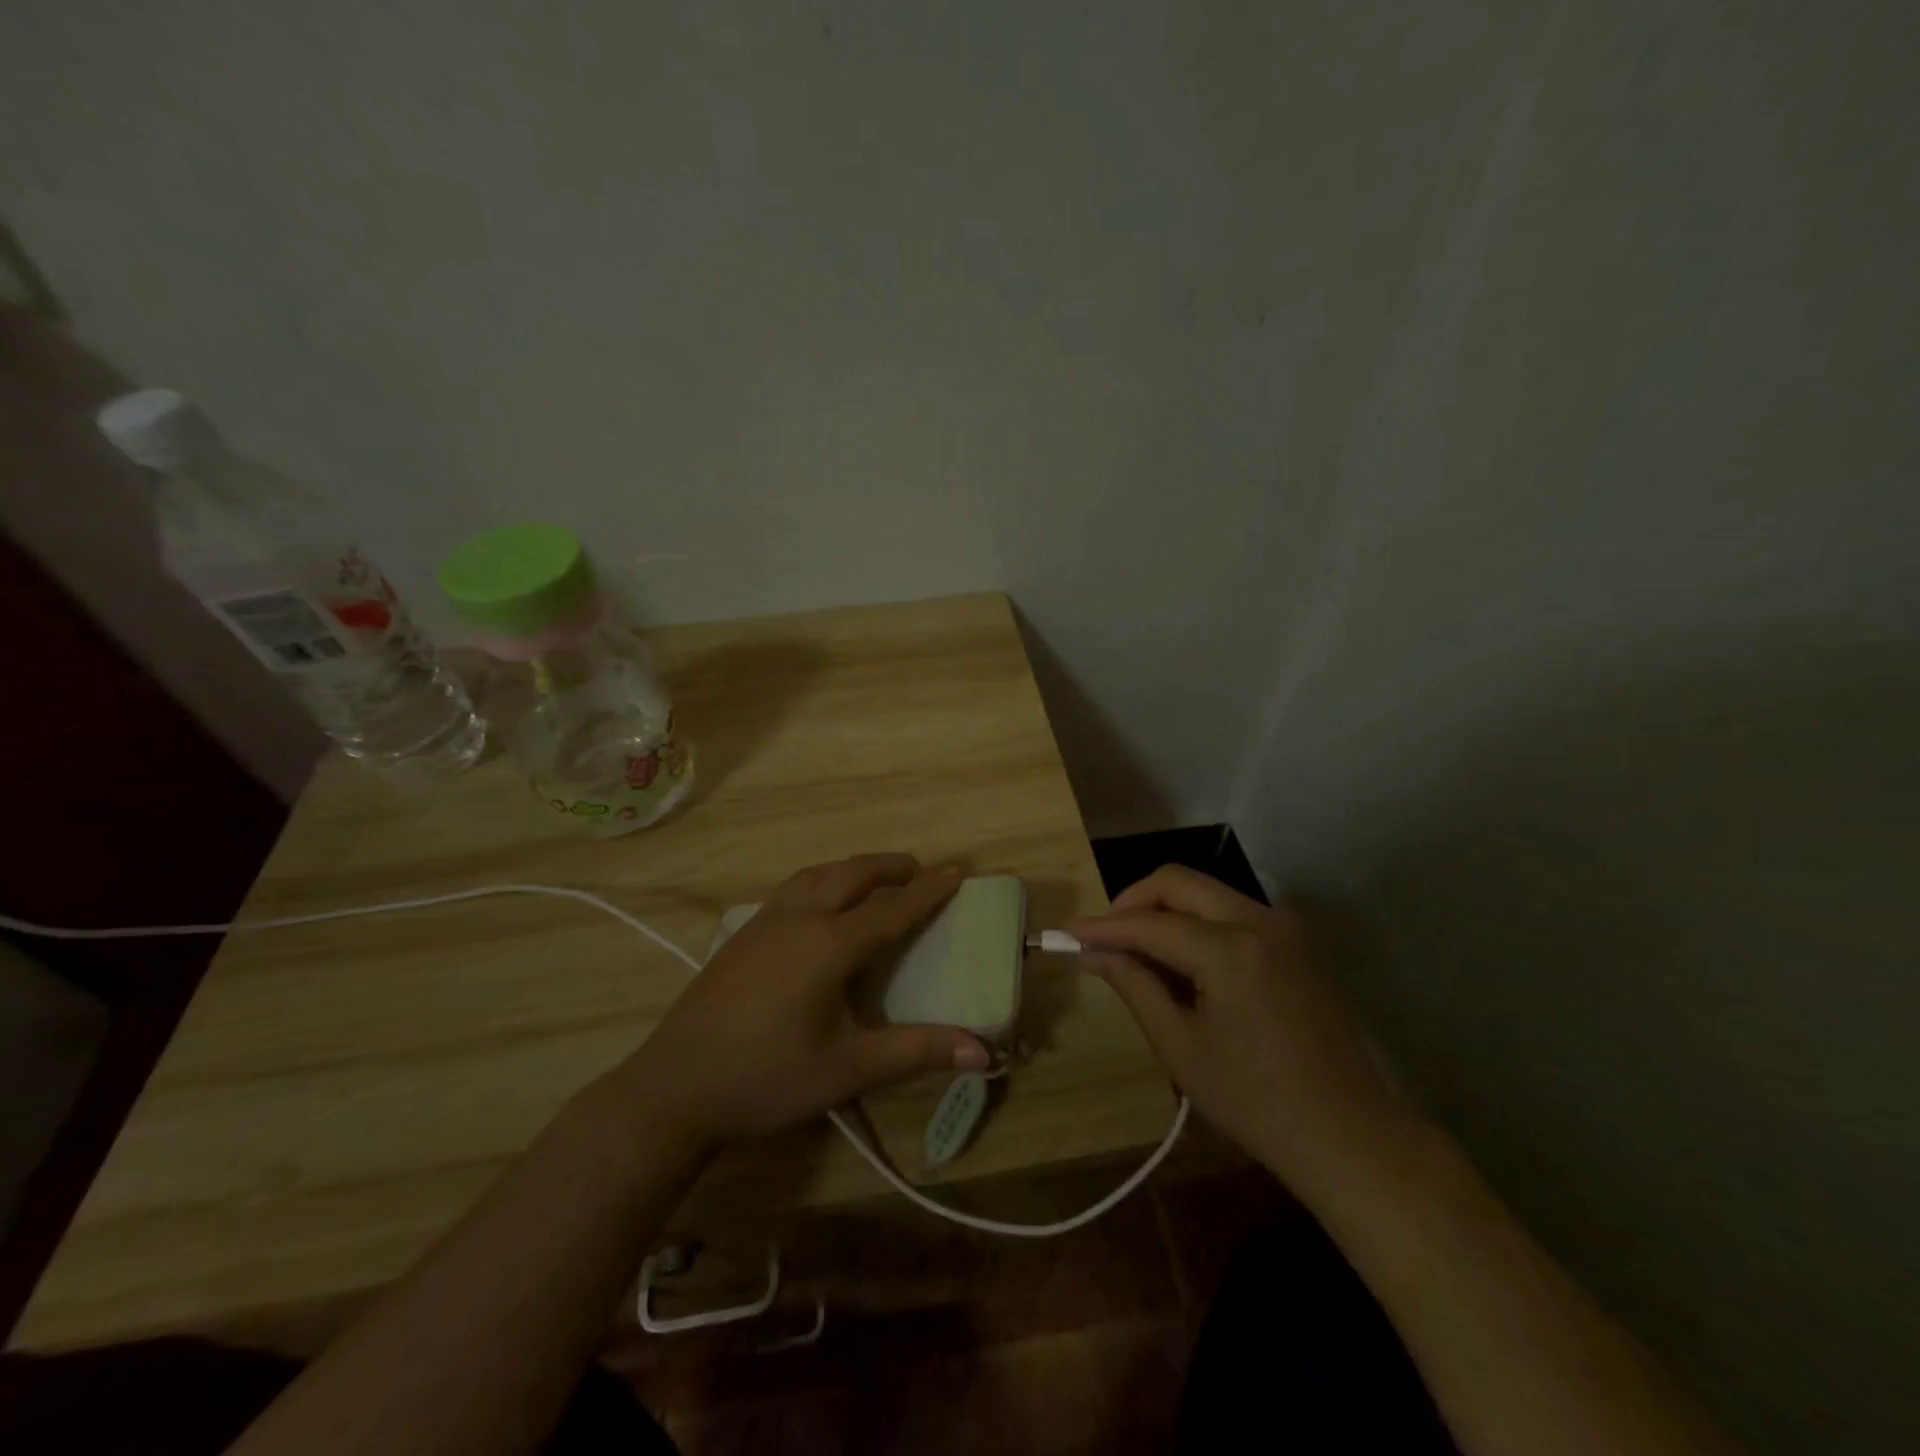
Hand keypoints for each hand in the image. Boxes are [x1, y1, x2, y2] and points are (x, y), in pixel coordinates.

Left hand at [618, 854, 989, 1151]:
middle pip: (853, 875)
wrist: (674, 1087)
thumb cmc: (767, 1078)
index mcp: (828, 945)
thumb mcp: (848, 1069)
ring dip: (854, 869)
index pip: (891, 908)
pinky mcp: (743, 934)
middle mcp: (799, 918)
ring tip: (876, 880)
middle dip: (891, 867)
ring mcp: (765, 922)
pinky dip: (823, 880)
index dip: (927, 891)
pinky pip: (794, 888)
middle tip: (920, 871)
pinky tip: (821, 904)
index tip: (957, 872)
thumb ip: (916, 1052)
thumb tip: (983, 1051)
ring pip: (818, 874)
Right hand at [1071, 866, 1402, 1187]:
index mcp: (1229, 950)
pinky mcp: (1293, 941)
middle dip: (1133, 901)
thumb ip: (1133, 985)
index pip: (1150, 923)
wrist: (1348, 1134)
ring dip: (1165, 910)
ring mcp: (1282, 927)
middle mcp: (1259, 921)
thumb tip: (1090, 952)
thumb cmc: (1255, 1101)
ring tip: (1137, 951)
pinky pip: (1230, 911)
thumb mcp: (1180, 1046)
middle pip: (1178, 882)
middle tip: (1104, 937)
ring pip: (1205, 892)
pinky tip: (1180, 960)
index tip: (1066, 932)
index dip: (1103, 927)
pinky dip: (1195, 922)